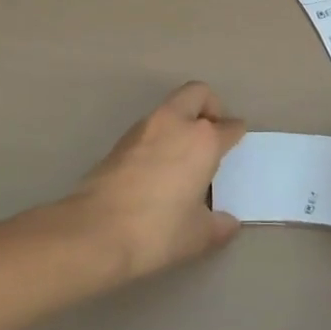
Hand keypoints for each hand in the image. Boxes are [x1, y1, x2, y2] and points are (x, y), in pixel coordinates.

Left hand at [74, 82, 246, 279]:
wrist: (94, 232)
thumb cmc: (157, 231)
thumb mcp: (197, 236)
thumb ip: (218, 225)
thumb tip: (228, 223)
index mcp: (203, 140)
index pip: (229, 127)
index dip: (236, 135)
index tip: (236, 143)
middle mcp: (176, 123)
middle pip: (198, 93)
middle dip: (210, 107)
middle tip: (212, 134)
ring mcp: (145, 128)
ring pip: (171, 107)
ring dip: (182, 120)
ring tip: (184, 155)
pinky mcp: (120, 141)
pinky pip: (150, 127)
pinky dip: (160, 137)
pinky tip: (158, 168)